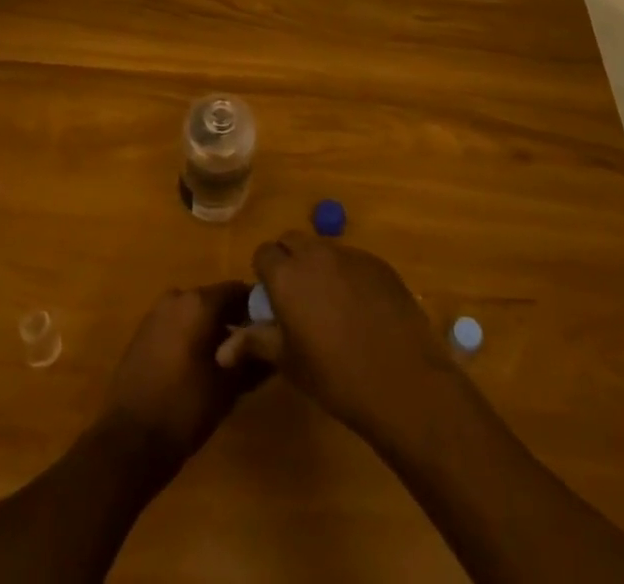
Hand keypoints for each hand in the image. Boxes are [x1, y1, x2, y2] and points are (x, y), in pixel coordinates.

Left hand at [100, 282, 265, 469]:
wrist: (128, 441)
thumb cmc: (184, 409)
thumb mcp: (228, 388)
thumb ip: (254, 361)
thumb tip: (274, 349)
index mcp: (199, 302)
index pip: (239, 291)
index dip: (257, 309)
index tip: (270, 331)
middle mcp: (177, 297)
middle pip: (216, 301)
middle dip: (235, 321)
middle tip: (252, 351)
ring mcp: (156, 314)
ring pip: (195, 314)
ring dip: (212, 331)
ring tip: (227, 364)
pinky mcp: (143, 333)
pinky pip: (176, 325)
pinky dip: (191, 338)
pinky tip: (199, 368)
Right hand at [223, 232, 454, 442]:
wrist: (402, 381)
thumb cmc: (335, 376)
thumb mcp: (289, 362)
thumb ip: (255, 343)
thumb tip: (222, 349)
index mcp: (287, 274)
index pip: (264, 253)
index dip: (265, 274)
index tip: (273, 301)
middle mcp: (316, 254)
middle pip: (293, 241)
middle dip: (290, 262)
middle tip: (297, 300)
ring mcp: (351, 255)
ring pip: (324, 249)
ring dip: (320, 267)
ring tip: (331, 307)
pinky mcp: (379, 264)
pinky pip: (354, 261)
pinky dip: (349, 276)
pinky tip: (361, 311)